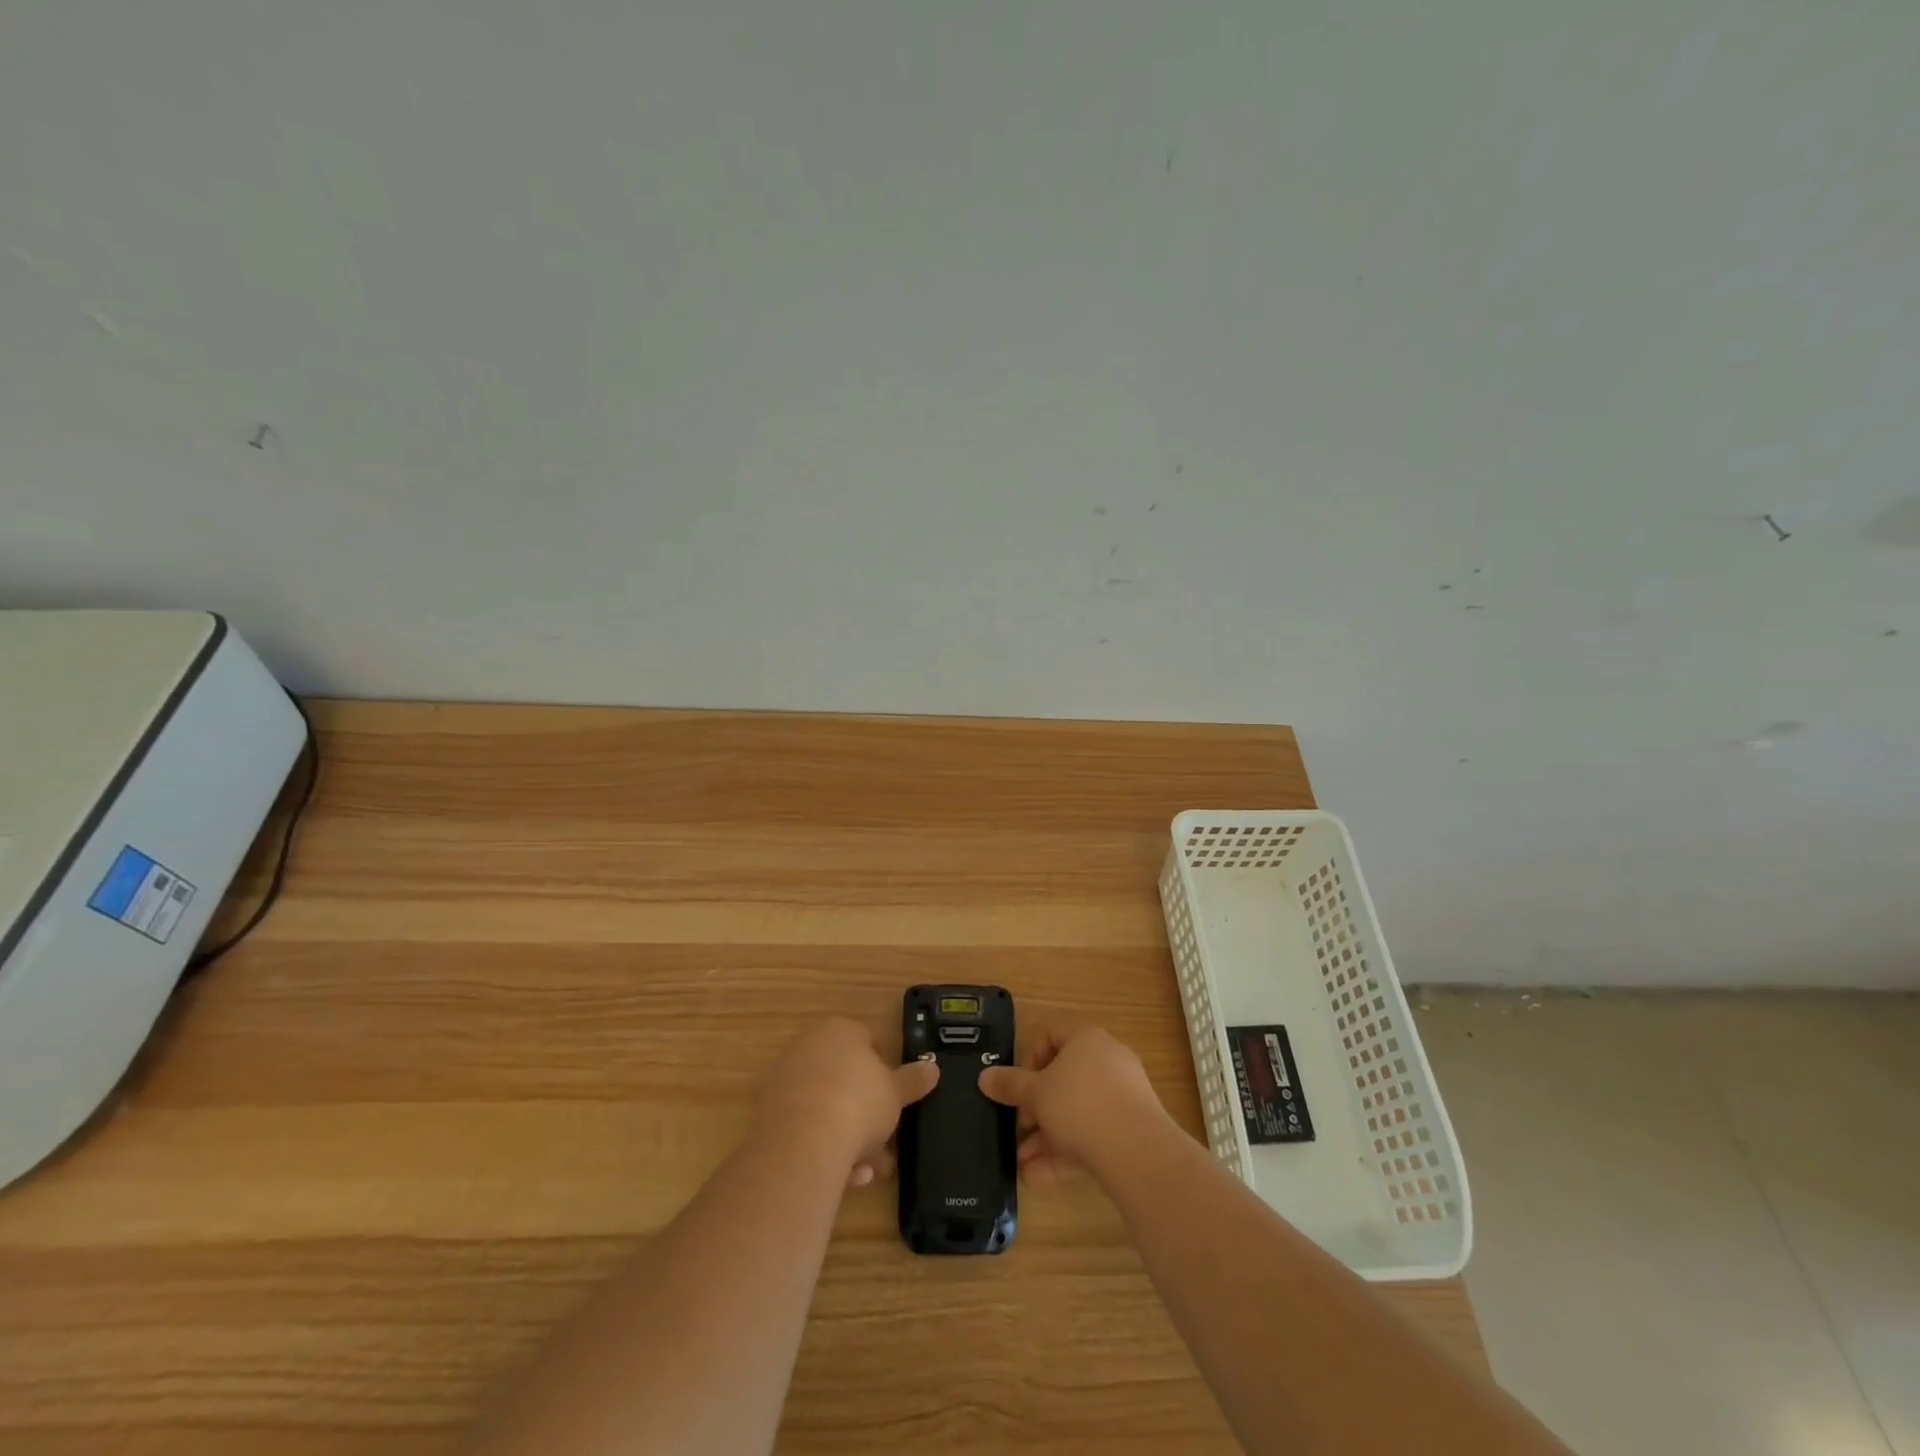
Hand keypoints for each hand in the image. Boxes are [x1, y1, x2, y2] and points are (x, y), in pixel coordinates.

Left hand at [756, 1018, 939, 1186]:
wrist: (803, 1142)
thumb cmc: (859, 1103)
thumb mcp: (896, 1092)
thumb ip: (913, 1080)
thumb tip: (932, 1068)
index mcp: (840, 1030)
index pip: (868, 1041)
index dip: (886, 1071)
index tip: (895, 1100)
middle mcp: (809, 1047)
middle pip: (846, 1079)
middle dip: (868, 1115)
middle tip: (885, 1145)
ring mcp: (786, 1079)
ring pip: (827, 1107)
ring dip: (850, 1138)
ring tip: (868, 1172)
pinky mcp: (770, 1113)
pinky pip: (807, 1127)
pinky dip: (825, 1147)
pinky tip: (844, 1177)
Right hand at [978, 1024, 1169, 1183]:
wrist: (1138, 1152)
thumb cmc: (1079, 1106)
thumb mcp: (1035, 1094)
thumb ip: (1009, 1085)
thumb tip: (984, 1077)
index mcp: (1086, 1039)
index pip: (1051, 1033)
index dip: (1029, 1057)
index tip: (1018, 1085)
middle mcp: (1107, 1060)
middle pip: (1063, 1077)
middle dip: (1035, 1107)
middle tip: (1018, 1127)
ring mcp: (1122, 1095)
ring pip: (1076, 1110)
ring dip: (1046, 1135)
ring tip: (1023, 1163)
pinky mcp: (1130, 1128)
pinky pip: (1092, 1133)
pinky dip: (1067, 1151)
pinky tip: (1039, 1178)